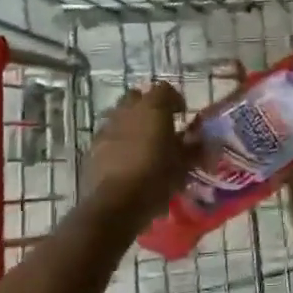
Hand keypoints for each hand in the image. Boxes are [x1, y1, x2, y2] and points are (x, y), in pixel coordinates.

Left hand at [84, 82, 190, 217]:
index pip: (165, 89)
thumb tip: (200, 140)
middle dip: (148, 107)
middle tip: (160, 125)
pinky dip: (118, 140)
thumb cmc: (156, 178)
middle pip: (138, 97)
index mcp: (153, 108)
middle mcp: (128, 111)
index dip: (175, 100)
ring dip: (132, 123)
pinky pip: (108, 135)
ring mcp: (108, 127)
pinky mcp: (93, 146)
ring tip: (142, 143)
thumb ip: (193, 147)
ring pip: (120, 115)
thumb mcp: (184, 164)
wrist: (116, 203)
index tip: (181, 116)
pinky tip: (126, 159)